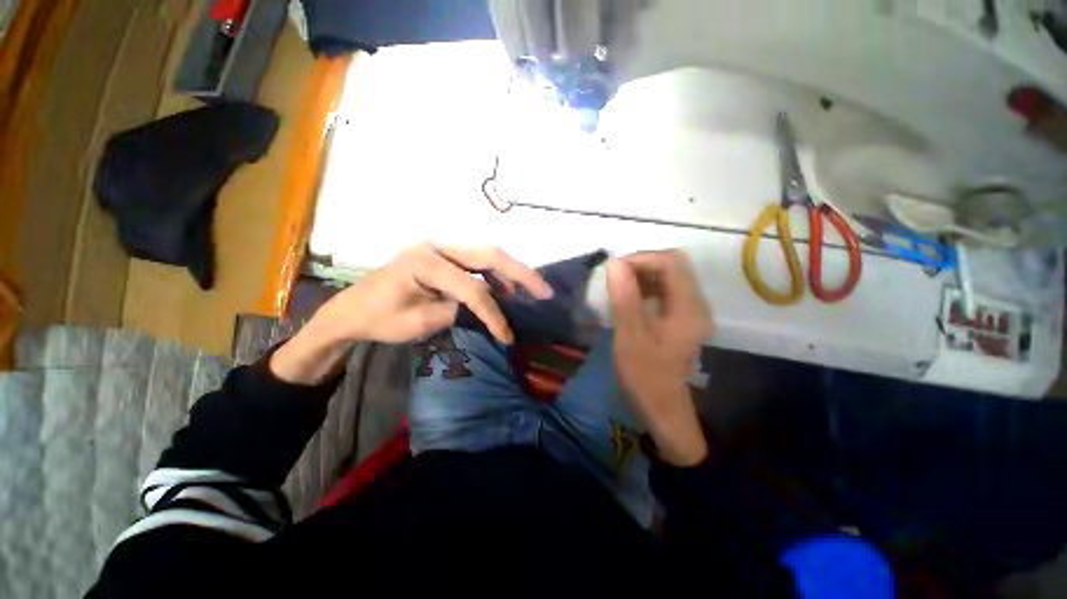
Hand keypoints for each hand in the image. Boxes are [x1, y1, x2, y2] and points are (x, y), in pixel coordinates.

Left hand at [272, 244, 551, 383]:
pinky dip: (496, 276)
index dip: (493, 313)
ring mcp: (440, 250)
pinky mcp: (443, 258)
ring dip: (512, 273)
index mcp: (424, 262)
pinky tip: (506, 290)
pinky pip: (477, 263)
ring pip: (486, 256)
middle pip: (489, 254)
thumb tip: (487, 310)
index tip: (508, 336)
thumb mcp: (418, 323)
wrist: (352, 309)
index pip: (472, 289)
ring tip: (532, 291)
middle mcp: (436, 247)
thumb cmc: (378, 319)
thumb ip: (456, 312)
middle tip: (545, 291)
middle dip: (521, 274)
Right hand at [607, 250, 711, 465]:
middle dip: (641, 265)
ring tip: (618, 287)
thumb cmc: (645, 377)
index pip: (669, 262)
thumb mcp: (630, 337)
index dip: (640, 259)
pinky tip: (629, 299)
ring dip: (642, 275)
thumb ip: (624, 298)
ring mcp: (691, 310)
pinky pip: (665, 290)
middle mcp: (696, 303)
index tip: (613, 270)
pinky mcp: (682, 318)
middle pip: (672, 265)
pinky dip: (646, 287)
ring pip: (669, 276)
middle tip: (614, 278)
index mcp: (688, 307)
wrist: (664, 409)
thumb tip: (615, 263)